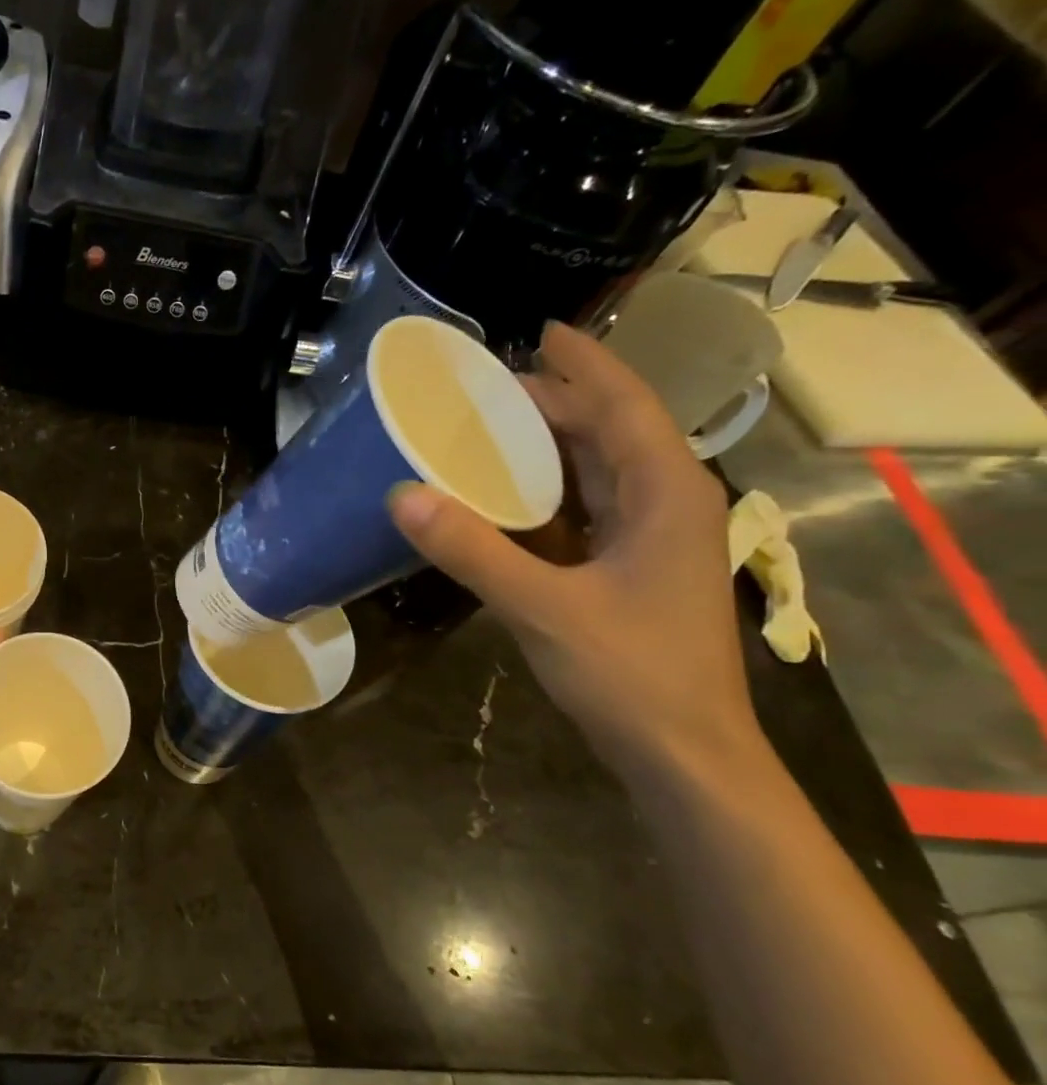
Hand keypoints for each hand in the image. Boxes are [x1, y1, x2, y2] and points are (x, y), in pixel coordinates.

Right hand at [389, 323, 761, 781]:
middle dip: (553, 401)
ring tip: (485, 427)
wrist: (682, 753)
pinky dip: (543, 492)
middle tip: (482, 388)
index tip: (537, 331)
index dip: (582, 364)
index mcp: (666, 493)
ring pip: (598, 470)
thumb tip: (401, 496)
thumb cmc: (630, 673)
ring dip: (547, 445)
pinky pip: (584, 509)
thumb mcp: (542, 607)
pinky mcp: (628, 568)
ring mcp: (650, 538)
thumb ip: (472, 550)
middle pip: (609, 431)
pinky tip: (501, 494)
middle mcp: (666, 503)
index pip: (623, 405)